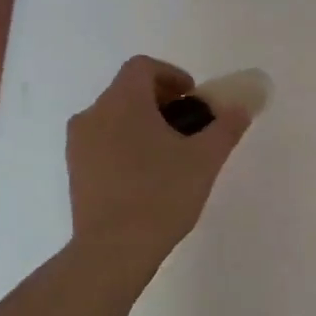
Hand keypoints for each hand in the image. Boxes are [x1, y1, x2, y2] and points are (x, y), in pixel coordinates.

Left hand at [67, 55, 249, 266]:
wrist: (114, 248)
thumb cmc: (161, 195)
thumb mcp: (205, 159)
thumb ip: (225, 127)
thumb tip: (241, 107)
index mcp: (122, 102)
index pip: (143, 67)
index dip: (171, 74)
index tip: (193, 97)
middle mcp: (93, 115)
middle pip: (127, 91)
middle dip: (160, 101)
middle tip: (188, 127)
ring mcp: (78, 144)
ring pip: (113, 118)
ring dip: (142, 124)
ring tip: (169, 154)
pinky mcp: (74, 171)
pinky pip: (102, 142)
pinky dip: (125, 145)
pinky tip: (146, 176)